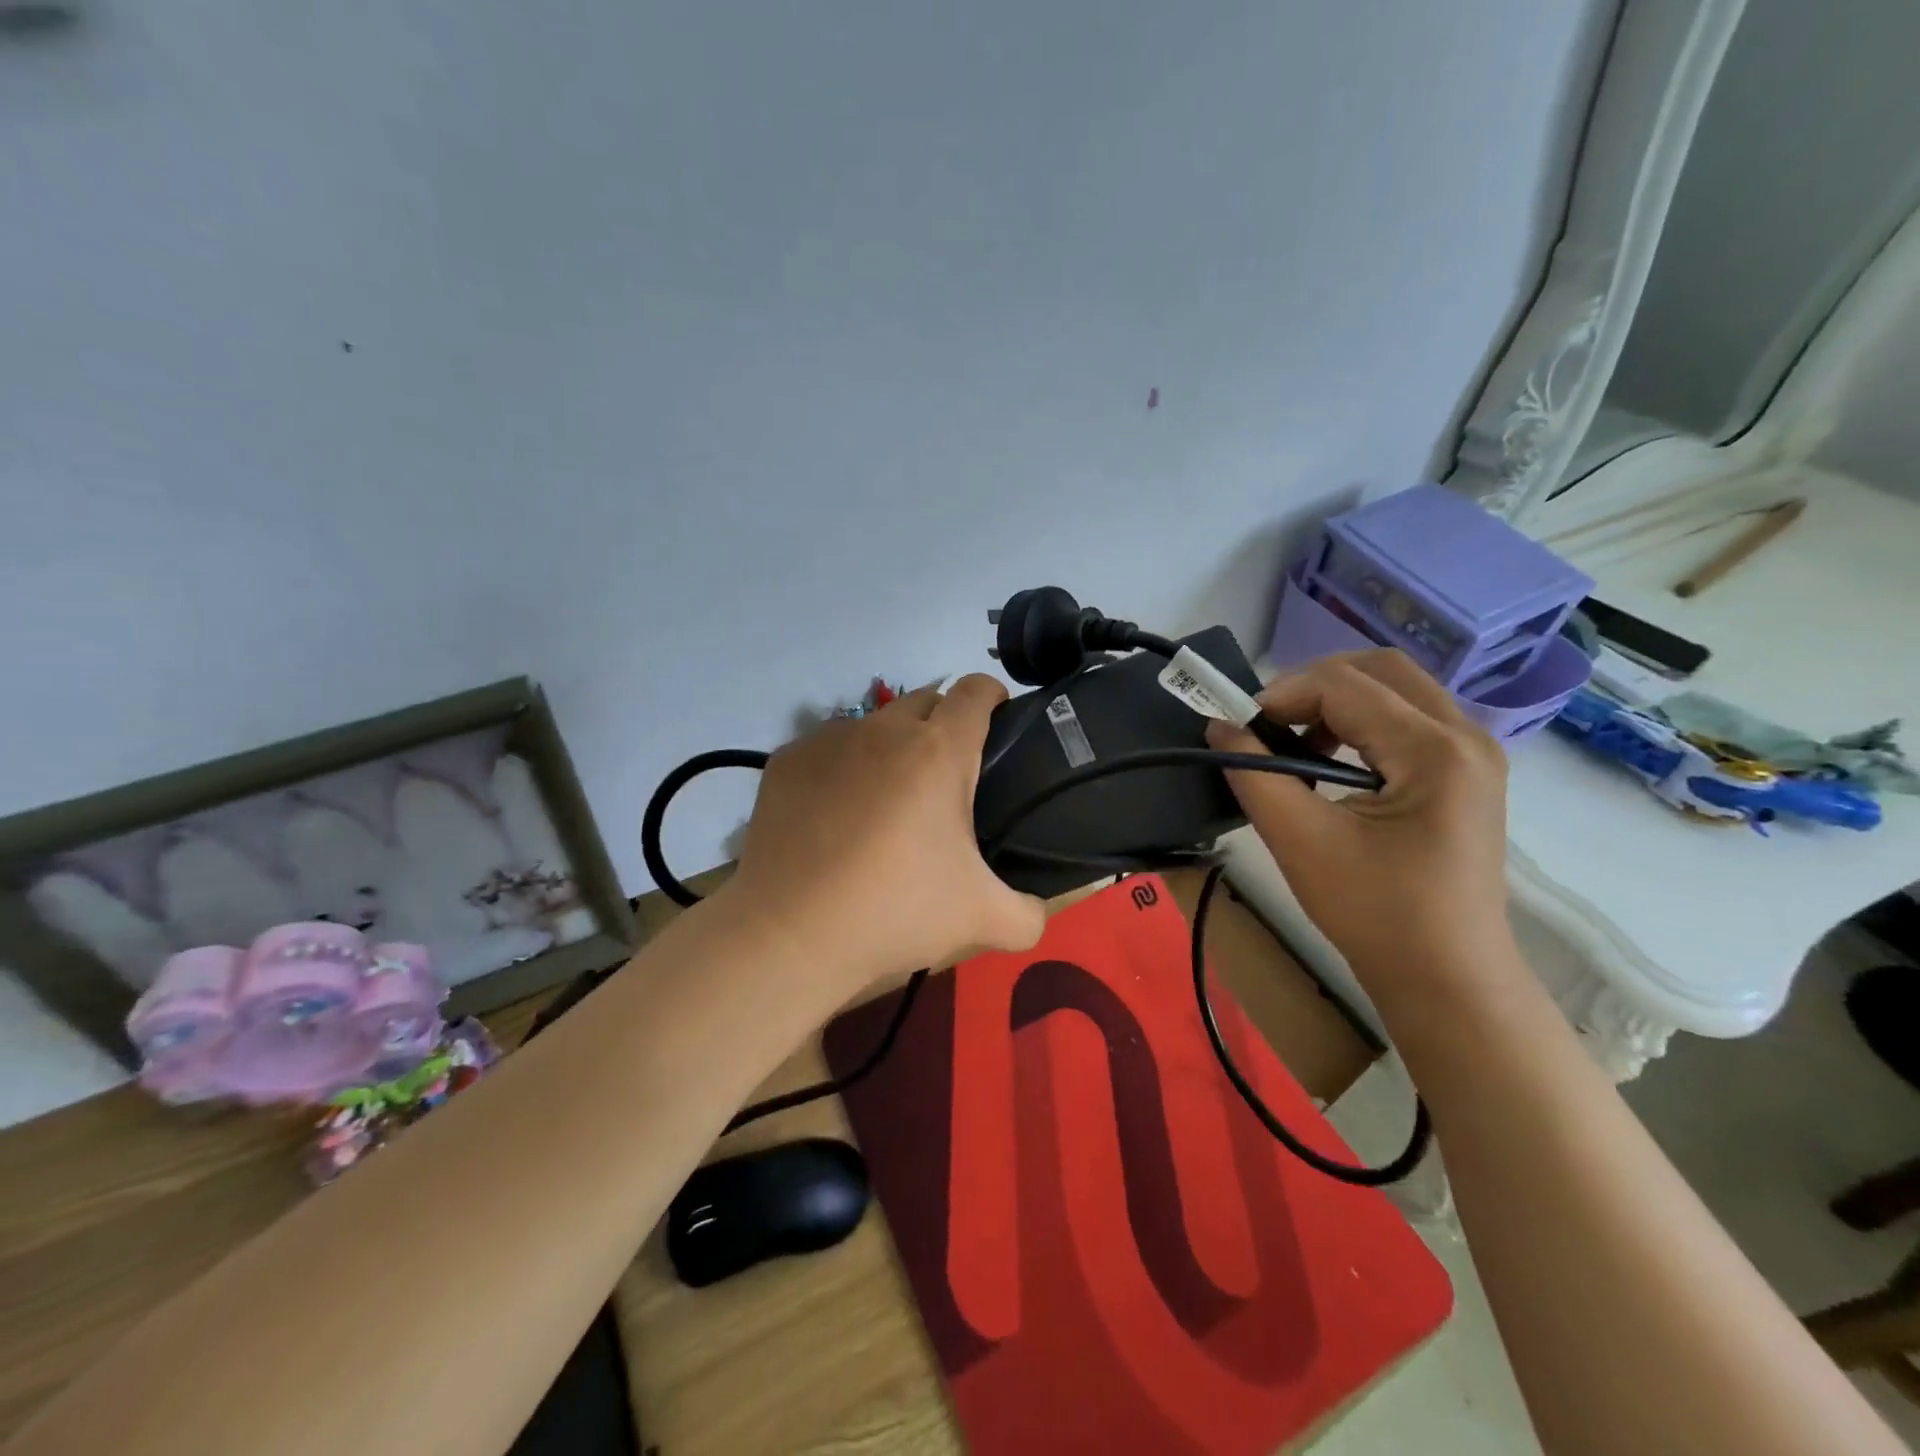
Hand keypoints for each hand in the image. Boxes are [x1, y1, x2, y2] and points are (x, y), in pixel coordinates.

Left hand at [719, 675, 1047, 995]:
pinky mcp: (786, 760)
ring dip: (892, 746)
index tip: (1000, 720)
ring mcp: (828, 740)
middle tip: (948, 778)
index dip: (993, 696)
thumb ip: (1029, 913)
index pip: (975, 690)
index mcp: (939, 751)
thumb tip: (1040, 910)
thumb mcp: (982, 919)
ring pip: (874, 724)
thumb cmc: (895, 911)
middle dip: (944, 723)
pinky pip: (828, 748)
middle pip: (926, 700)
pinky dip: (843, 767)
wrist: (791, 934)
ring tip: (888, 800)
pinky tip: (836, 814)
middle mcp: (883, 729)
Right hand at [1206, 650, 1513, 1016]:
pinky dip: (1361, 723)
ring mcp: (1473, 754)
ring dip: (1337, 702)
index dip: (1281, 695)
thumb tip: (1219, 727)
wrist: (1447, 979)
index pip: (1344, 686)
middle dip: (1313, 686)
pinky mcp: (1465, 774)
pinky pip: (1407, 718)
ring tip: (1297, 745)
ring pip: (1395, 689)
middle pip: (1379, 669)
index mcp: (1435, 750)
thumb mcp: (1301, 840)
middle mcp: (1466, 736)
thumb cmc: (1375, 913)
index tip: (1239, 728)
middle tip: (1269, 725)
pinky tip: (1332, 761)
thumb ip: (1255, 774)